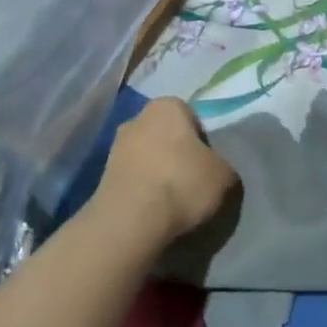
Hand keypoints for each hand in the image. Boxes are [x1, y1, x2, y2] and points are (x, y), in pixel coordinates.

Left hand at [96, 97, 238, 243]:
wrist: (131, 220)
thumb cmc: (182, 184)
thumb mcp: (223, 175)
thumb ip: (223, 164)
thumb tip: (216, 169)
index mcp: (168, 105)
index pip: (192, 117)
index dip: (203, 142)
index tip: (208, 165)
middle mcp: (138, 117)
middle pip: (166, 135)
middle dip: (177, 154)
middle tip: (192, 182)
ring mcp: (115, 145)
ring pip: (147, 156)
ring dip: (158, 172)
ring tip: (172, 201)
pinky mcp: (103, 174)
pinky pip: (133, 177)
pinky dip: (143, 189)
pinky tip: (153, 210)